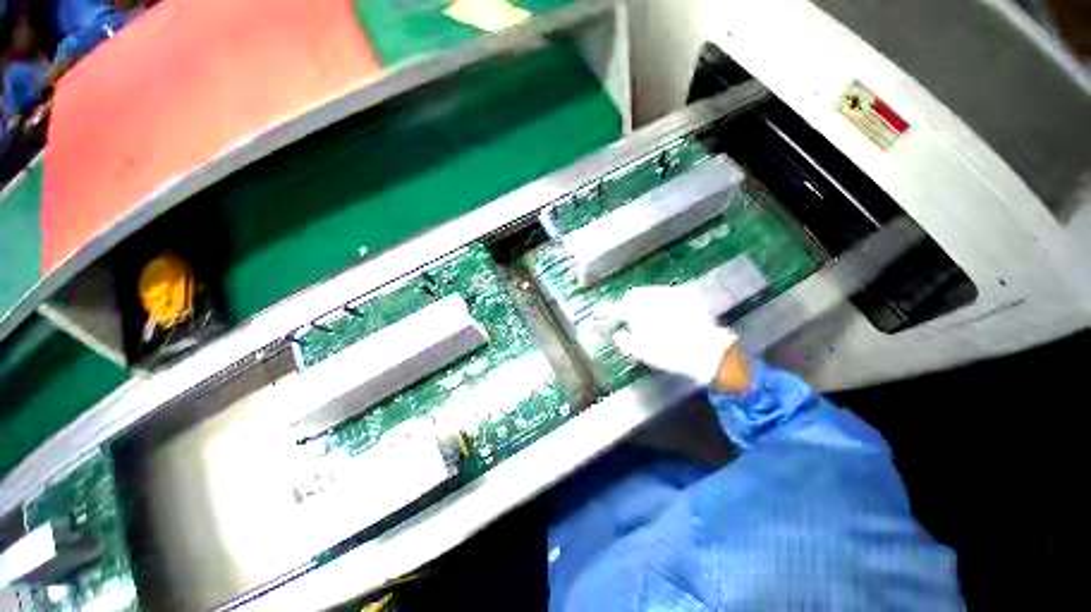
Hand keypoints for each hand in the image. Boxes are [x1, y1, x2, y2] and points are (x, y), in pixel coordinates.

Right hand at [611, 286, 739, 385]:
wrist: (707, 351)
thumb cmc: (668, 353)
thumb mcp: (640, 351)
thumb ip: (623, 340)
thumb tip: (617, 334)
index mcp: (637, 310)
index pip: (617, 307)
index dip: (609, 311)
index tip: (605, 316)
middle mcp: (652, 296)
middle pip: (634, 294)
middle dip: (628, 303)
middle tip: (627, 315)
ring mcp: (670, 293)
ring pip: (650, 292)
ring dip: (644, 300)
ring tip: (646, 314)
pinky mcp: (686, 295)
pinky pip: (667, 294)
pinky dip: (661, 301)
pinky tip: (665, 312)